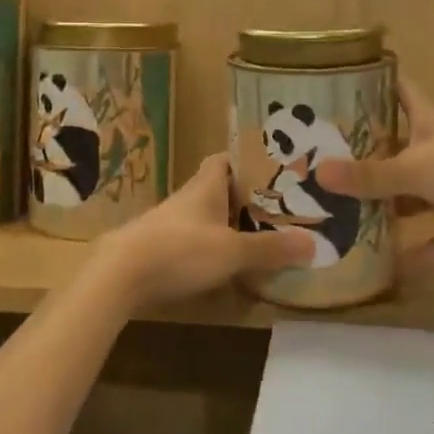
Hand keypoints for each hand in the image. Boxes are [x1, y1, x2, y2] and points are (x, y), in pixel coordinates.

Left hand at [91, 154, 315, 309]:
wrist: (119, 274)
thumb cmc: (180, 250)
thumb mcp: (233, 251)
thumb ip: (271, 248)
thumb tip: (313, 243)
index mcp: (205, 186)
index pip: (224, 159)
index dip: (246, 160)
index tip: (271, 170)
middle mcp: (188, 198)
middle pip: (218, 188)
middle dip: (244, 197)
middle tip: (277, 208)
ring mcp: (170, 223)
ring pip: (206, 216)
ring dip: (228, 224)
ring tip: (259, 237)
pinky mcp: (159, 248)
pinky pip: (193, 240)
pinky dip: (211, 247)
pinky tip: (226, 266)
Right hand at [320, 81, 433, 242]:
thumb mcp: (412, 170)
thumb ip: (369, 177)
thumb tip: (319, 174)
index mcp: (429, 122)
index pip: (402, 92)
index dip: (382, 84)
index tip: (359, 80)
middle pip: (409, 144)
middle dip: (382, 154)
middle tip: (346, 164)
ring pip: (428, 188)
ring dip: (405, 203)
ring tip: (370, 216)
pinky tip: (411, 263)